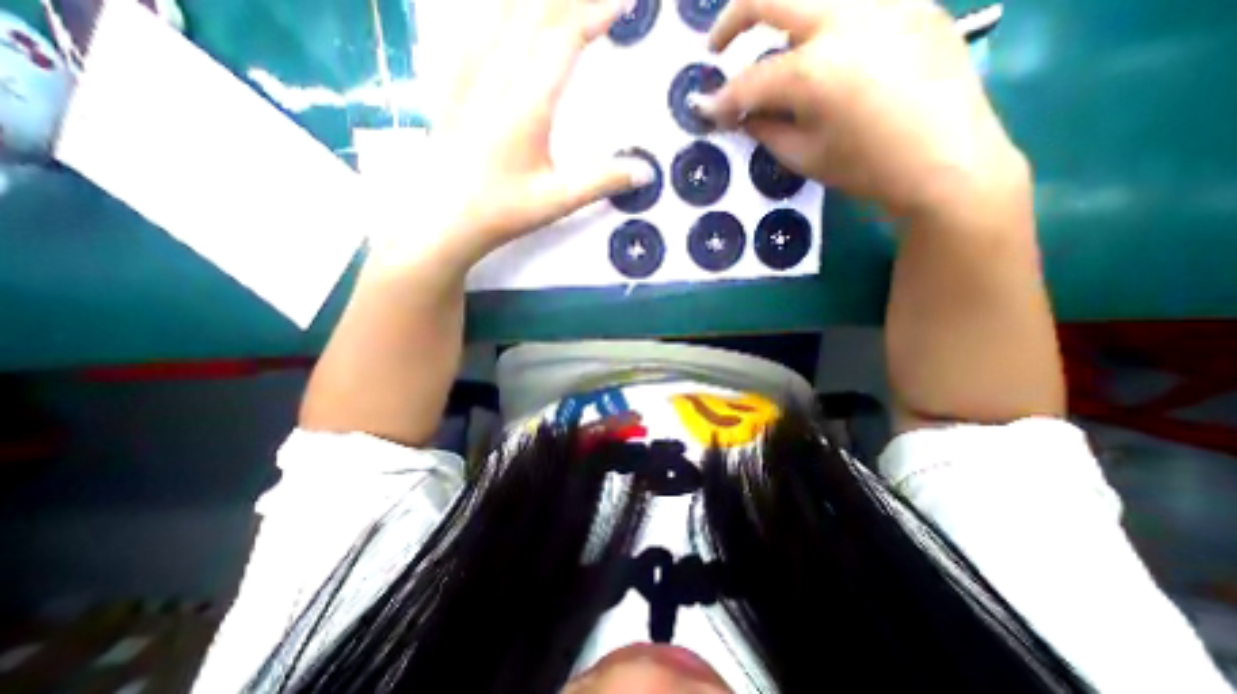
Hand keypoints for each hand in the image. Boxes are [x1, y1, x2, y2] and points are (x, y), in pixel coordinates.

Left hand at [384, 1, 657, 267]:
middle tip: (597, 2)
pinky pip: (471, 28)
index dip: (597, 14)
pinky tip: (500, 16)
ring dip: (532, 1)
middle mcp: (496, 75)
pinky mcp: (451, 83)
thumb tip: (645, 172)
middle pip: (534, 13)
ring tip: (557, 3)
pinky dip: (493, 14)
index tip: (624, 4)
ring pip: (500, 12)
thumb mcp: (558, 200)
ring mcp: (468, 74)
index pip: (565, 38)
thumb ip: (603, 182)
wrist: (445, 218)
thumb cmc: (503, 210)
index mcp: (527, 102)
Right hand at [695, 0, 1024, 216]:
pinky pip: (851, 7)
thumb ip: (765, 128)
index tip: (705, 111)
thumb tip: (741, 114)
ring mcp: (885, 1)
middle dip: (731, 19)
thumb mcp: (802, 156)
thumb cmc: (865, 169)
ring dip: (780, 20)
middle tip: (716, 48)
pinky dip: (822, 28)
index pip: (749, 82)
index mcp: (814, 71)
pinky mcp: (913, 2)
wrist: (946, 162)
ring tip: (772, 54)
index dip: (720, 100)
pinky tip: (823, 58)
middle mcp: (847, 19)